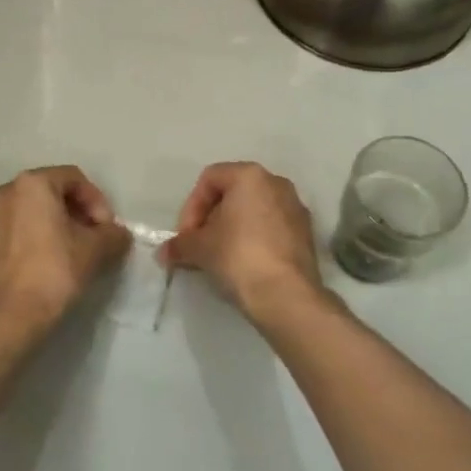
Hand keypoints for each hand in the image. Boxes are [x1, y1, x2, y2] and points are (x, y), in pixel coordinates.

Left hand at [0, 166, 129, 339]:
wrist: (12, 316)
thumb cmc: (57, 271)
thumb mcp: (97, 250)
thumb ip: (113, 233)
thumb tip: (117, 233)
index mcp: (33, 183)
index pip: (74, 179)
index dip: (96, 201)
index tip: (105, 228)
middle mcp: (2, 192)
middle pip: (45, 192)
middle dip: (68, 211)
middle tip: (85, 237)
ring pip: (19, 211)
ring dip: (40, 224)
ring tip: (55, 251)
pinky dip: (14, 240)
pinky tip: (25, 262)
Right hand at [160, 162, 323, 320]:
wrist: (286, 295)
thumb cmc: (238, 257)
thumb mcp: (199, 249)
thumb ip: (179, 245)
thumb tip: (164, 252)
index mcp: (250, 176)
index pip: (209, 179)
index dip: (191, 207)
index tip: (186, 236)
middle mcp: (276, 183)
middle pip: (233, 193)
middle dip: (211, 218)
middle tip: (199, 245)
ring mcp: (295, 207)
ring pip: (254, 210)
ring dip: (232, 229)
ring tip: (220, 257)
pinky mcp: (306, 233)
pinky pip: (272, 227)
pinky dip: (254, 239)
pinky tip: (244, 264)